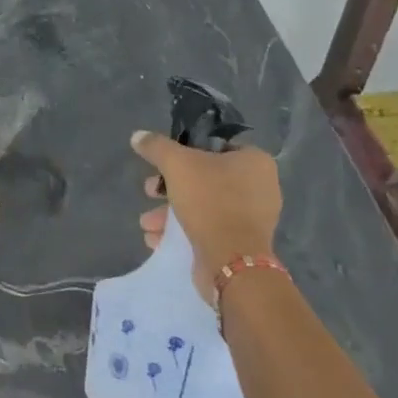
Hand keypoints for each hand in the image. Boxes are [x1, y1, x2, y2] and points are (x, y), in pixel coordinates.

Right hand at [131, 131, 281, 303]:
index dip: (186, 151)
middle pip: (204, 178)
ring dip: (169, 213)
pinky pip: (208, 229)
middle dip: (170, 187)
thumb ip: (156, 147)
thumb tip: (137, 136)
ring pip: (203, 206)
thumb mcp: (176, 164)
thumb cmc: (209, 201)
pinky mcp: (240, 244)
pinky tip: (157, 239)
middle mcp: (259, 187)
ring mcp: (252, 219)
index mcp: (255, 162)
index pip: (216, 146)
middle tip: (149, 192)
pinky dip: (182, 232)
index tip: (163, 163)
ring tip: (147, 224)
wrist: (231, 261)